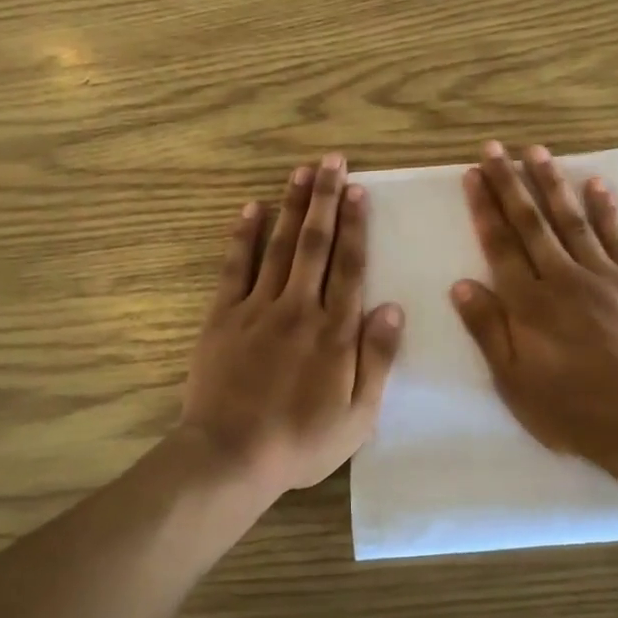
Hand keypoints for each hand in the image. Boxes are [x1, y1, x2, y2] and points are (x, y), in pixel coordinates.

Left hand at [181, 153, 404, 494]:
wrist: (231, 456)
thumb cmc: (302, 441)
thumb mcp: (358, 414)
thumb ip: (377, 358)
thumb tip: (393, 307)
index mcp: (335, 331)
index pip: (350, 267)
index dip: (356, 226)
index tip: (359, 191)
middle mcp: (299, 308)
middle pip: (316, 244)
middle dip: (326, 199)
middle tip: (332, 161)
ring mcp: (258, 308)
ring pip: (280, 246)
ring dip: (292, 206)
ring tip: (302, 172)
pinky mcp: (223, 316)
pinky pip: (236, 267)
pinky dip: (244, 236)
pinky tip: (252, 208)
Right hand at [452, 141, 617, 478]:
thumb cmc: (572, 410)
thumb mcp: (515, 382)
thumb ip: (488, 330)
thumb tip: (462, 284)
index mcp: (530, 304)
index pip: (500, 245)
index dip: (484, 208)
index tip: (473, 175)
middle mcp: (563, 279)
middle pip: (531, 223)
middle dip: (510, 183)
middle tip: (495, 148)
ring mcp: (605, 276)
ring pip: (572, 220)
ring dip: (552, 184)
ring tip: (537, 152)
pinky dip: (607, 211)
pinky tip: (596, 185)